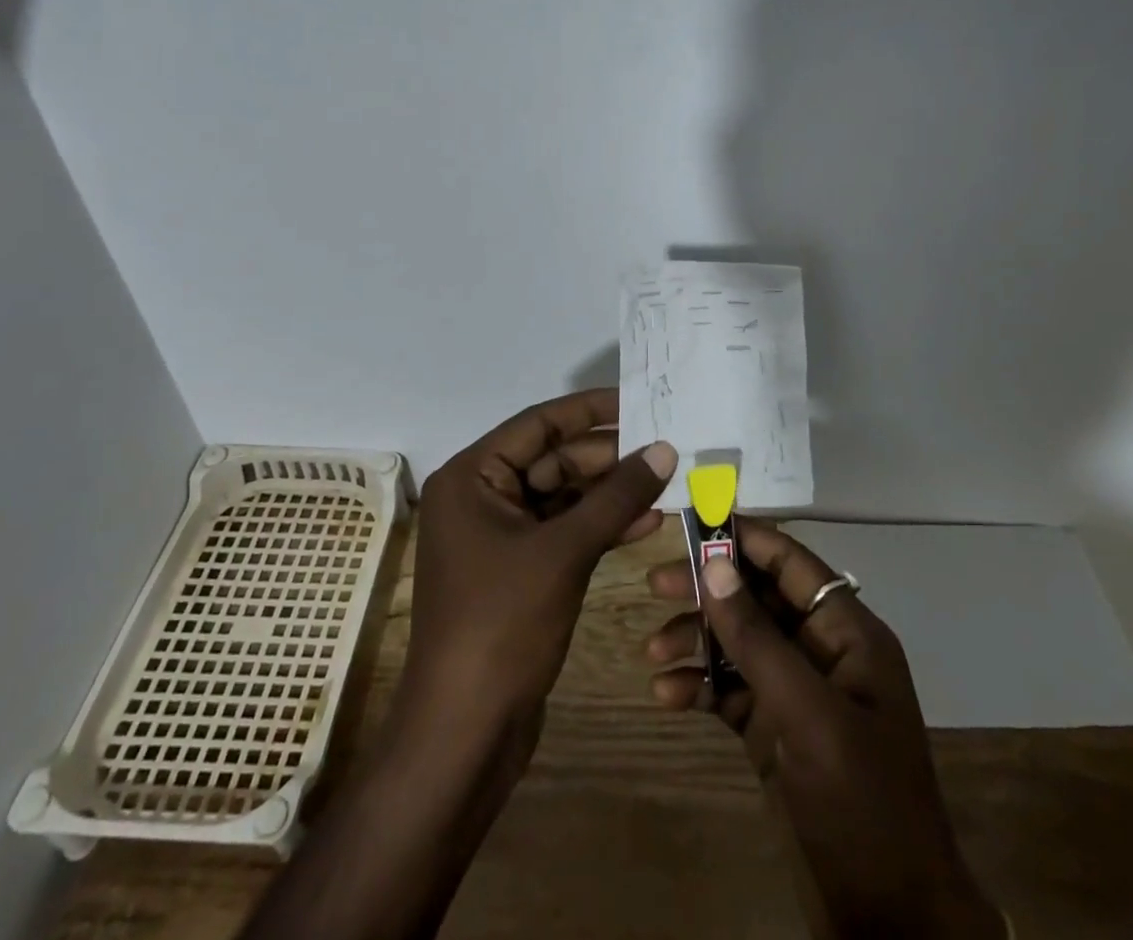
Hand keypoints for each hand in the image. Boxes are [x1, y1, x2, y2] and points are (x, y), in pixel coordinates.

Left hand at [405, 388, 676, 734]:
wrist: (466, 732)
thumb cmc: (503, 625)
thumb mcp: (564, 551)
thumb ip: (616, 496)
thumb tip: (665, 448)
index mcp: (472, 477)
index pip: (538, 424)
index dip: (591, 410)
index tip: (641, 400)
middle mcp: (481, 497)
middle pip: (553, 460)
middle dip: (608, 457)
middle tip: (665, 448)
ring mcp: (500, 536)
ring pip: (563, 497)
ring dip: (610, 493)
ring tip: (666, 483)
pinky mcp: (519, 570)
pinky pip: (564, 532)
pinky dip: (600, 526)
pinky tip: (646, 523)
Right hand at [645, 521, 1003, 939]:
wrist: (891, 923)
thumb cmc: (862, 804)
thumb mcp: (810, 716)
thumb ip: (759, 639)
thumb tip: (716, 565)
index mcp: (847, 632)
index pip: (790, 562)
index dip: (743, 537)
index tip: (691, 520)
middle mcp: (820, 651)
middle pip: (757, 598)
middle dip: (708, 589)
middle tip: (655, 584)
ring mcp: (796, 692)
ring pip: (738, 643)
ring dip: (696, 641)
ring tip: (652, 652)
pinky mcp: (775, 732)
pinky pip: (730, 690)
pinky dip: (698, 688)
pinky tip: (666, 697)